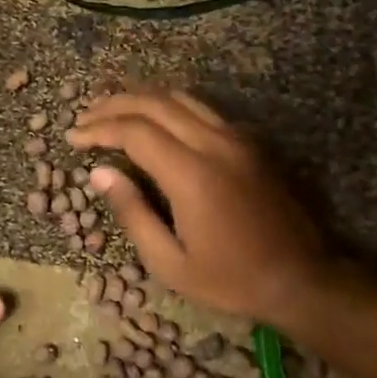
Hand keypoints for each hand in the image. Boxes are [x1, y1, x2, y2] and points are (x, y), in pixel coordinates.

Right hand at [67, 91, 328, 328]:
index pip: (134, 131)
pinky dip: (169, 106)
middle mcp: (214, 144)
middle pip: (154, 103)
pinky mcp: (250, 143)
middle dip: (113, 104)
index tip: (73, 137)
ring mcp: (237, 138)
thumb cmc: (231, 279)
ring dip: (141, 98)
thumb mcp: (170, 262)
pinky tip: (154, 120)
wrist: (303, 278)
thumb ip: (133, 213)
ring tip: (112, 110)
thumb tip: (100, 173)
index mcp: (192, 174)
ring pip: (180, 98)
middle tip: (85, 117)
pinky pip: (202, 109)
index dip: (99, 129)